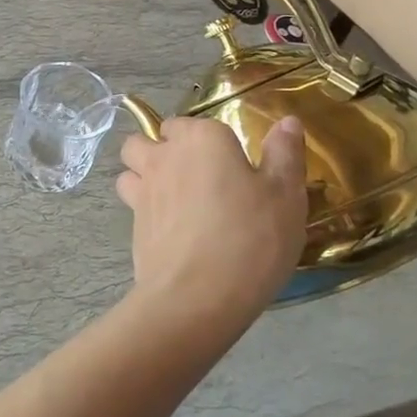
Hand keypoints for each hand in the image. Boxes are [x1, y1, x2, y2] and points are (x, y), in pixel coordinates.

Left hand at [116, 116, 307, 329]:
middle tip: (197, 175)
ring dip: (143, 172)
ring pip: (130, 166)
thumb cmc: (251, 237)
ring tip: (172, 196)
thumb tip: (286, 121)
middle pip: (150, 137)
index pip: (196, 123)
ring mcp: (143, 189)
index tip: (231, 163)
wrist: (198, 295)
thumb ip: (284, 154)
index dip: (210, 140)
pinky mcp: (132, 223)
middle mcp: (164, 156)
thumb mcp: (285, 195)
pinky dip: (144, 207)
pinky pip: (132, 202)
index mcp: (202, 139)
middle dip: (164, 147)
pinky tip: (169, 228)